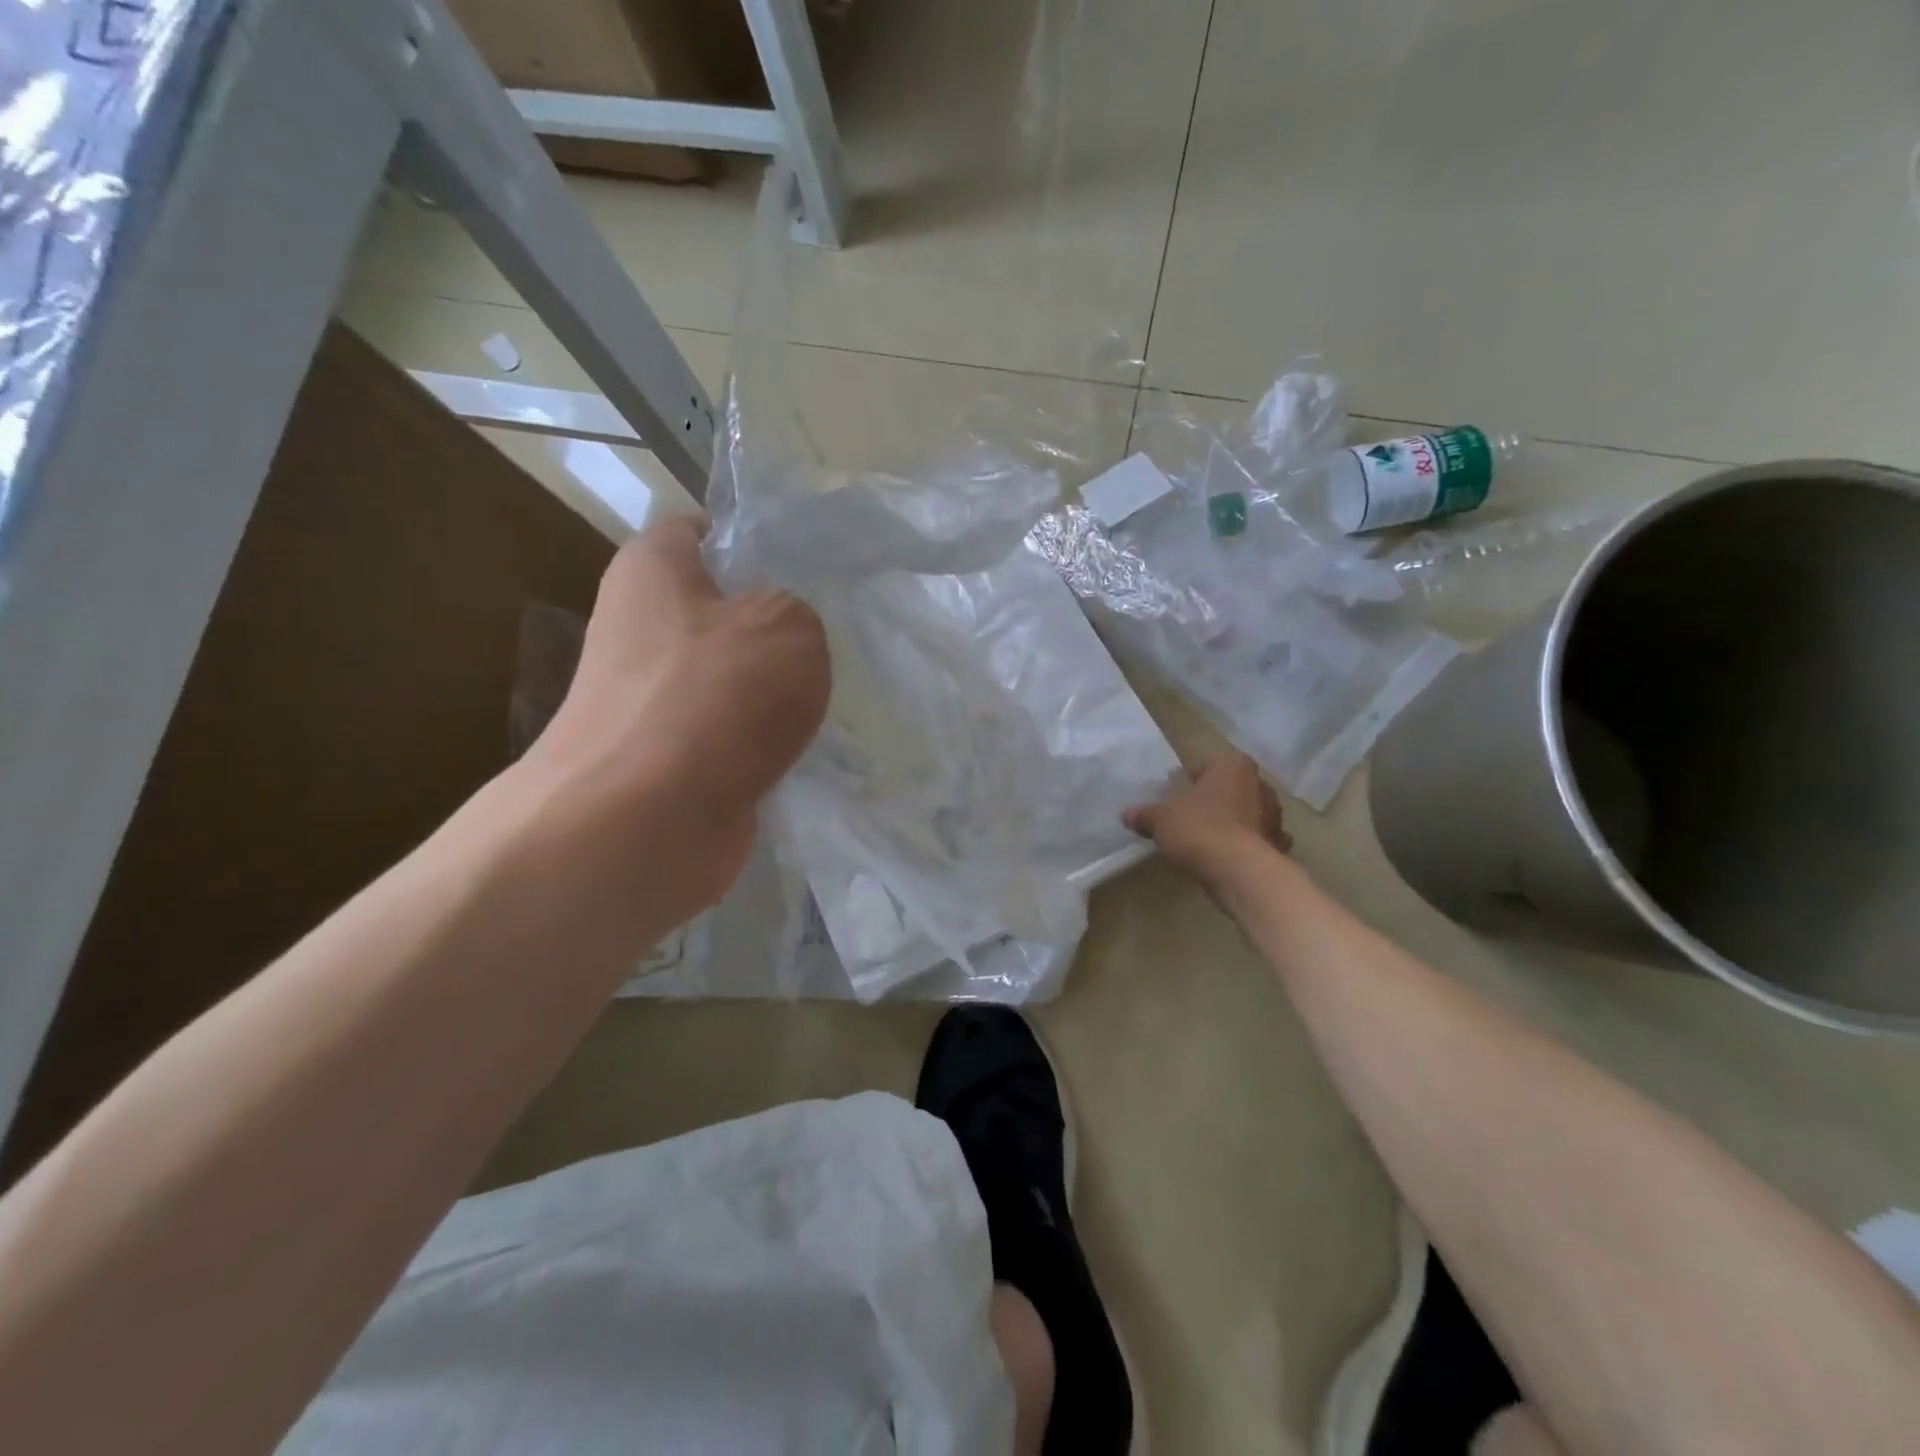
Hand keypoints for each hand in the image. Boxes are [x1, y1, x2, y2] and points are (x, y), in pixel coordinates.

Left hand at [520, 515, 830, 921]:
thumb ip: (797, 612)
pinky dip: (760, 741)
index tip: (808, 568)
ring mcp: (648, 698)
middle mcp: (638, 626)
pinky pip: (727, 732)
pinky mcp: (665, 756)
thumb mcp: (788, 626)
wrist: (644, 820)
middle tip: (831, 637)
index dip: (754, 539)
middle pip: (720, 609)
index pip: (702, 530)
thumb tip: (781, 637)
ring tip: (827, 695)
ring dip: (772, 691)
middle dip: (775, 625)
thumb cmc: (714, 696)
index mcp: (652, 569)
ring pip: (728, 677)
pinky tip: (803, 748)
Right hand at [1124, 752, 1289, 889]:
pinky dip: (1245, 846)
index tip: (1174, 800)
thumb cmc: (1199, 829)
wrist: (1240, 871)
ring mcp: (1275, 815)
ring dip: (1230, 824)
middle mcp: (1260, 784)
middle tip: (1187, 820)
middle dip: (1212, 802)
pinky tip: (1227, 859)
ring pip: (1245, 814)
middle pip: (1228, 789)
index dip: (1187, 783)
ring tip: (1206, 842)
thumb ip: (1144, 814)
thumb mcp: (1160, 819)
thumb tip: (1126, 813)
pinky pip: (1256, 841)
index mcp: (1233, 765)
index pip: (1205, 767)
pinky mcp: (1279, 845)